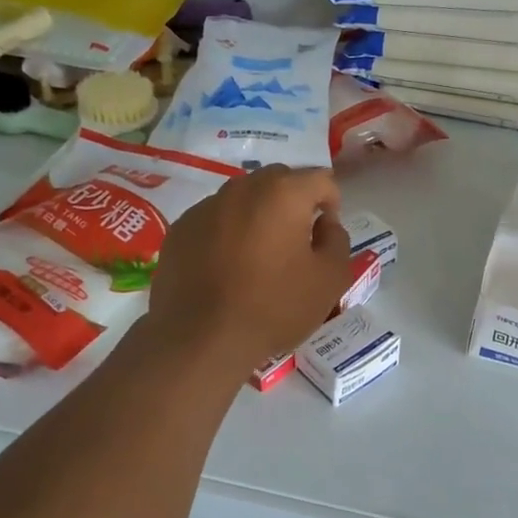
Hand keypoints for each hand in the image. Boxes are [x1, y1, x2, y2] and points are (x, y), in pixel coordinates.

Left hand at [148, 165, 354, 370]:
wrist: (201, 339)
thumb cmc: (274, 307)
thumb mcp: (330, 280)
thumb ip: (337, 241)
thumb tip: (325, 224)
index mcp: (283, 193)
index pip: (320, 179)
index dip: (331, 204)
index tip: (325, 235)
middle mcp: (242, 188)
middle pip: (279, 181)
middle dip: (293, 204)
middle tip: (295, 243)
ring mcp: (206, 207)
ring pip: (243, 199)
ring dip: (258, 217)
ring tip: (258, 258)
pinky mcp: (180, 229)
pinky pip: (214, 220)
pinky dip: (227, 233)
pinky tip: (226, 269)